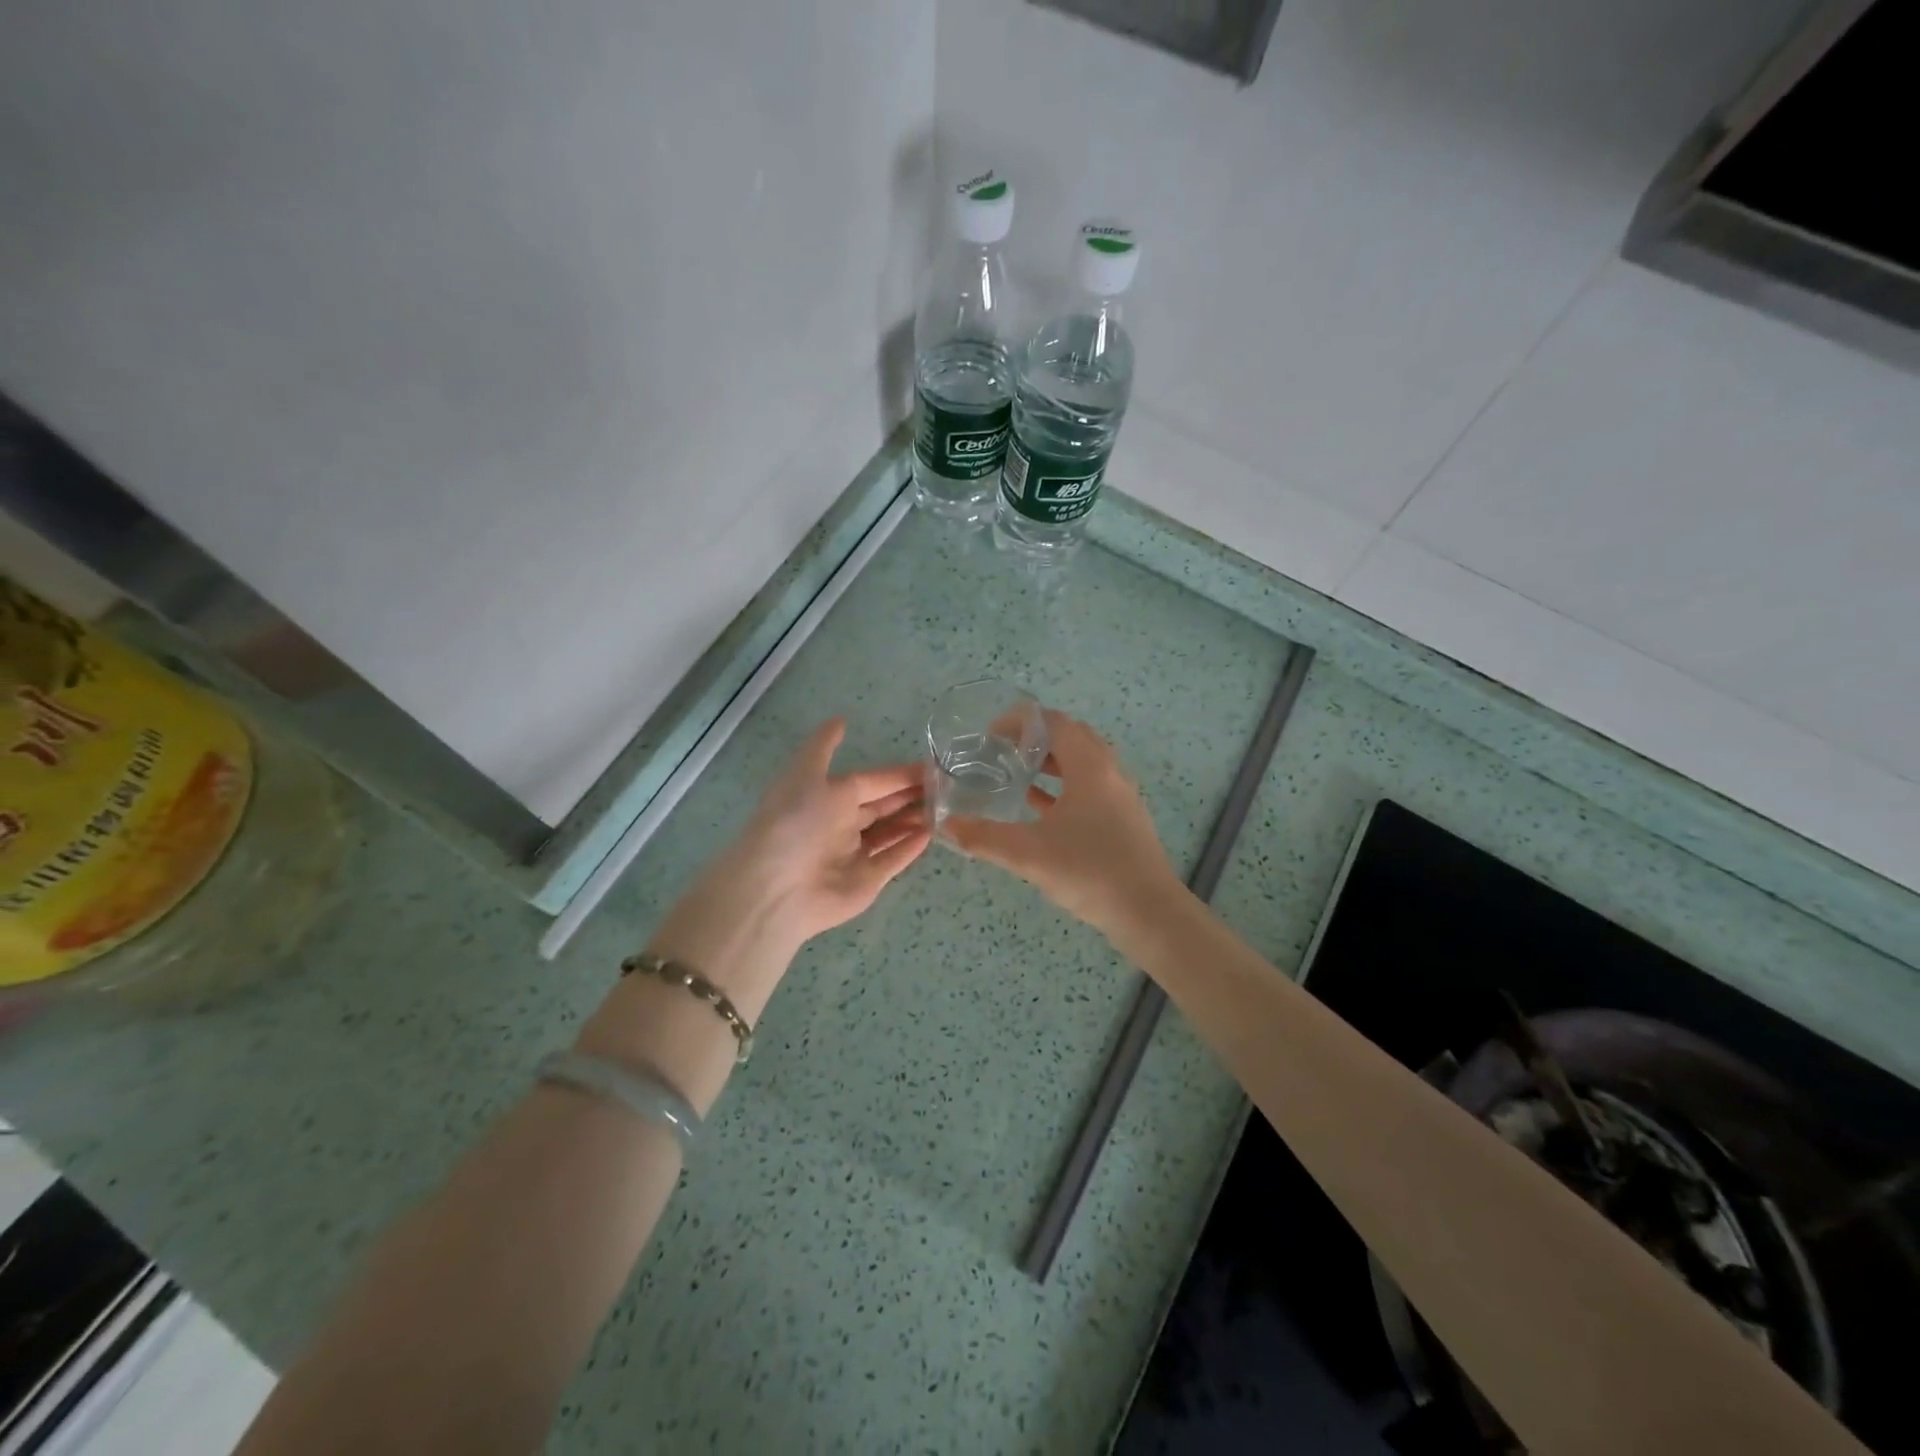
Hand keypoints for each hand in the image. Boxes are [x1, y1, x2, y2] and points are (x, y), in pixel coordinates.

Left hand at [644, 718, 929, 1019]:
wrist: (779, 886)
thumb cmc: (797, 822)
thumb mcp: (807, 772)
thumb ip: (825, 746)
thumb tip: (840, 718)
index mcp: (828, 797)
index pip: (872, 781)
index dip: (900, 775)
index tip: (934, 767)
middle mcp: (841, 824)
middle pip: (883, 807)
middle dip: (912, 796)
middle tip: (948, 787)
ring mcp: (855, 854)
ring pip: (891, 833)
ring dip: (915, 820)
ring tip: (946, 808)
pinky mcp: (867, 881)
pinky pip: (893, 861)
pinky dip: (910, 848)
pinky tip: (931, 834)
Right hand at [946, 710, 1180, 935]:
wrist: (1149, 913)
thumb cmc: (1089, 871)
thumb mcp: (1028, 854)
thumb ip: (983, 837)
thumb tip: (945, 825)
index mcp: (1090, 766)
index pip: (1054, 723)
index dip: (1020, 722)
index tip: (990, 736)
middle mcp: (1109, 772)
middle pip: (1070, 737)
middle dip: (1034, 738)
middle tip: (1001, 751)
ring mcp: (1120, 796)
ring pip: (1081, 763)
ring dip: (1050, 762)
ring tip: (1014, 773)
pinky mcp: (1123, 819)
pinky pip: (1089, 788)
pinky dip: (1063, 787)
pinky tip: (1038, 806)